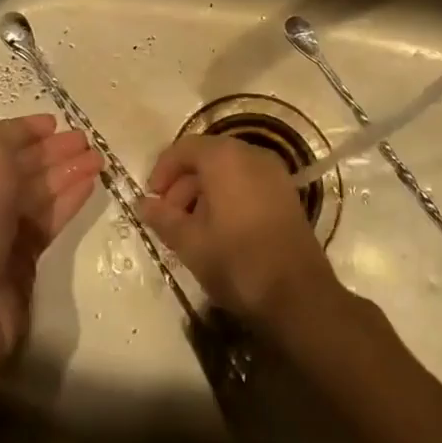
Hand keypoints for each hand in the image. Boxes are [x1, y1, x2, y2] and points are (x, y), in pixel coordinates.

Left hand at [0, 115, 101, 363]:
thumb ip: (11, 139)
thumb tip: (33, 131)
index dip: (24, 129)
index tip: (55, 122)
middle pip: (21, 164)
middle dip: (53, 150)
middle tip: (87, 140)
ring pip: (39, 190)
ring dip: (67, 172)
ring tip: (99, 159)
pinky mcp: (21, 255)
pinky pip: (48, 219)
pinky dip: (68, 200)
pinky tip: (90, 185)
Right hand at [138, 136, 338, 330]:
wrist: (298, 295)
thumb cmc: (237, 262)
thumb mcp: (190, 243)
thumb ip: (163, 218)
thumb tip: (142, 203)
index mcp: (224, 157)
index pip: (184, 148)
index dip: (163, 170)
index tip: (151, 199)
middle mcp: (250, 154)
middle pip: (207, 156)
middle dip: (183, 183)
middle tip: (168, 217)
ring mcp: (273, 172)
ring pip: (228, 170)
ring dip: (204, 191)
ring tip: (191, 228)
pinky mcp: (286, 192)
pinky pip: (247, 181)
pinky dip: (228, 195)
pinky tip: (220, 229)